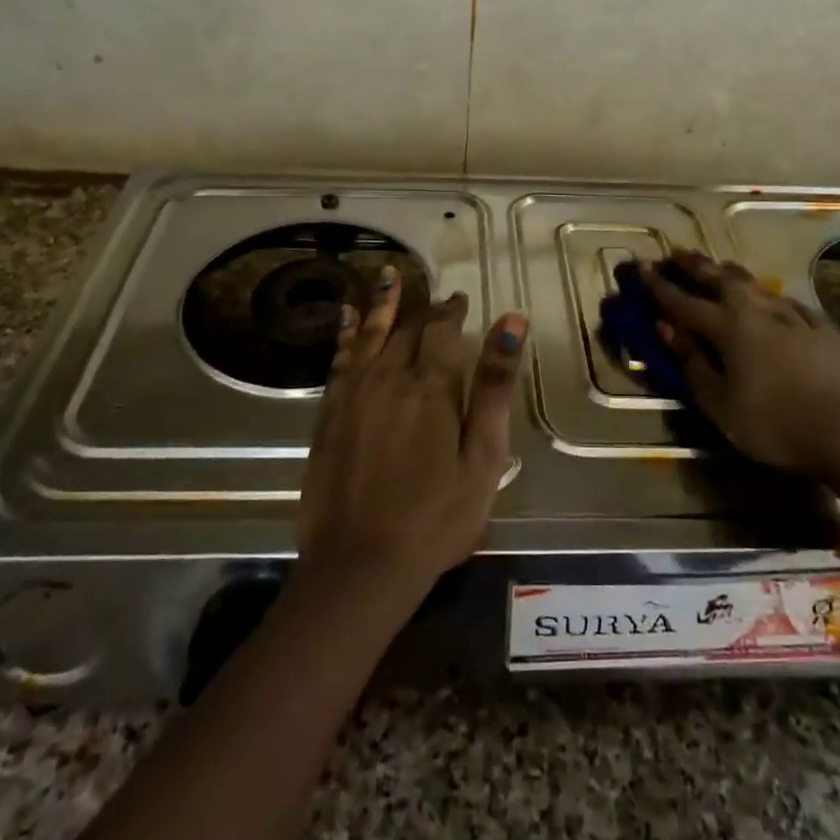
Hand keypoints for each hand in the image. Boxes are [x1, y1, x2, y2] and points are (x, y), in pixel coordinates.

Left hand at [295, 265, 528, 607]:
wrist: (360, 563)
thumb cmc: (437, 516)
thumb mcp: (483, 456)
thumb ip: (494, 385)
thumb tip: (511, 320)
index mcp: (430, 385)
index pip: (442, 329)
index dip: (452, 311)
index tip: (461, 300)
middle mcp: (389, 376)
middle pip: (407, 328)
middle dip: (424, 309)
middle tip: (435, 295)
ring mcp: (353, 393)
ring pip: (370, 334)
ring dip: (381, 304)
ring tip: (387, 276)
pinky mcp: (329, 413)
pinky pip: (340, 358)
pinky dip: (346, 333)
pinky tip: (347, 317)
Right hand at [643, 250, 839, 488]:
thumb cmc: (774, 424)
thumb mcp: (720, 403)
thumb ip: (692, 363)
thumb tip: (666, 328)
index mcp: (728, 327)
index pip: (683, 301)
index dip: (659, 286)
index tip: (641, 267)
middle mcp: (758, 311)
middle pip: (720, 279)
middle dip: (694, 265)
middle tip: (676, 253)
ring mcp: (793, 316)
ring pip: (754, 284)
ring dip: (730, 273)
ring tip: (719, 266)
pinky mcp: (821, 327)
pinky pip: (784, 301)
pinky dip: (766, 295)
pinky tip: (769, 299)